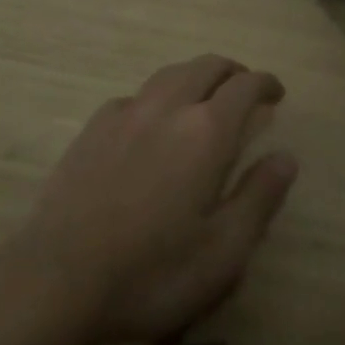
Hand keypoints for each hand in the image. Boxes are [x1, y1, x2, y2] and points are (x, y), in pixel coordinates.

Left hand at [8, 56, 297, 344]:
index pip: (244, 86)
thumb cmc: (152, 272)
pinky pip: (135, 96)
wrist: (59, 278)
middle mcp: (167, 107)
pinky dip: (157, 98)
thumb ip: (259, 198)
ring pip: (169, 74)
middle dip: (231, 72)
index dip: (264, 83)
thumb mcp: (223, 251)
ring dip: (195, 76)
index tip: (276, 92)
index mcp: (205, 131)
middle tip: (244, 89)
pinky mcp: (93, 127)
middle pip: (205, 67)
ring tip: (203, 97)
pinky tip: (151, 124)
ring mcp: (126, 113)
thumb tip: (285, 156)